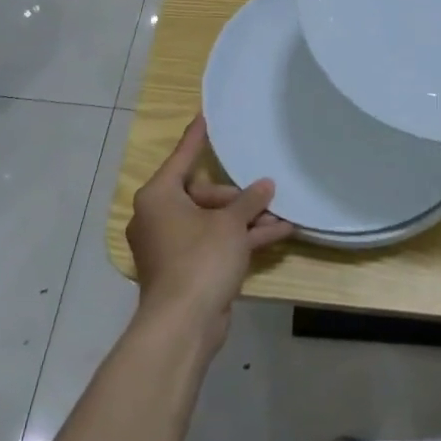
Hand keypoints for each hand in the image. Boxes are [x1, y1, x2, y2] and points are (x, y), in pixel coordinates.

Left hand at [127, 115, 294, 350]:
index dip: (196, 137)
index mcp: (159, 196)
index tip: (205, 116)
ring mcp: (170, 245)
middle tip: (267, 197)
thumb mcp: (230, 225)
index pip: (183, 157)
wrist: (183, 323)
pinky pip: (214, 243)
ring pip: (212, 221)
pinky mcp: (184, 268)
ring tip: (281, 215)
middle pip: (203, 194)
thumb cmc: (200, 259)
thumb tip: (265, 185)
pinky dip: (239, 240)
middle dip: (238, 197)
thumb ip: (249, 201)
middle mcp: (159, 216)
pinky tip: (276, 234)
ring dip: (245, 220)